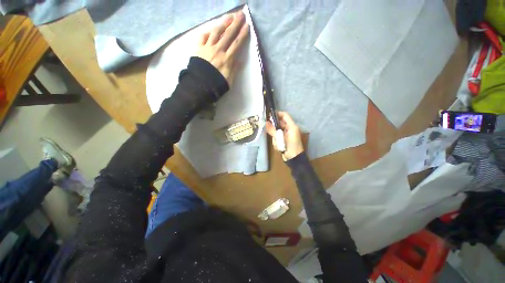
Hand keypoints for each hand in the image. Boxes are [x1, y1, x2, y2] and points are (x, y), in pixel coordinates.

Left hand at [196, 11, 249, 85]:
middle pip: (228, 34)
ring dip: (223, 23)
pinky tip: (210, 29)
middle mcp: (218, 50)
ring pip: (216, 32)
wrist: (201, 85)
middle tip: (241, 14)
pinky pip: (203, 37)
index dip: (242, 34)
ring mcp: (208, 48)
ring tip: (228, 16)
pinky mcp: (199, 48)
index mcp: (227, 59)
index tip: (247, 26)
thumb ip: (235, 69)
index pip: (237, 44)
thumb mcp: (229, 80)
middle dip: (235, 24)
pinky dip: (207, 32)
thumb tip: (240, 60)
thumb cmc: (217, 84)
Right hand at [266, 112, 303, 160]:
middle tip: (268, 129)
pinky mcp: (285, 139)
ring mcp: (287, 134)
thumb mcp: (280, 138)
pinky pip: (278, 136)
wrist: (294, 158)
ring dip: (275, 136)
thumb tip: (265, 122)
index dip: (277, 114)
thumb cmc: (289, 147)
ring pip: (278, 130)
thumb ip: (273, 130)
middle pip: (280, 123)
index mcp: (292, 126)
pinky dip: (277, 140)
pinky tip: (278, 145)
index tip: (268, 115)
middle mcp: (290, 128)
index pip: (284, 115)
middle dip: (274, 127)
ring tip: (277, 142)